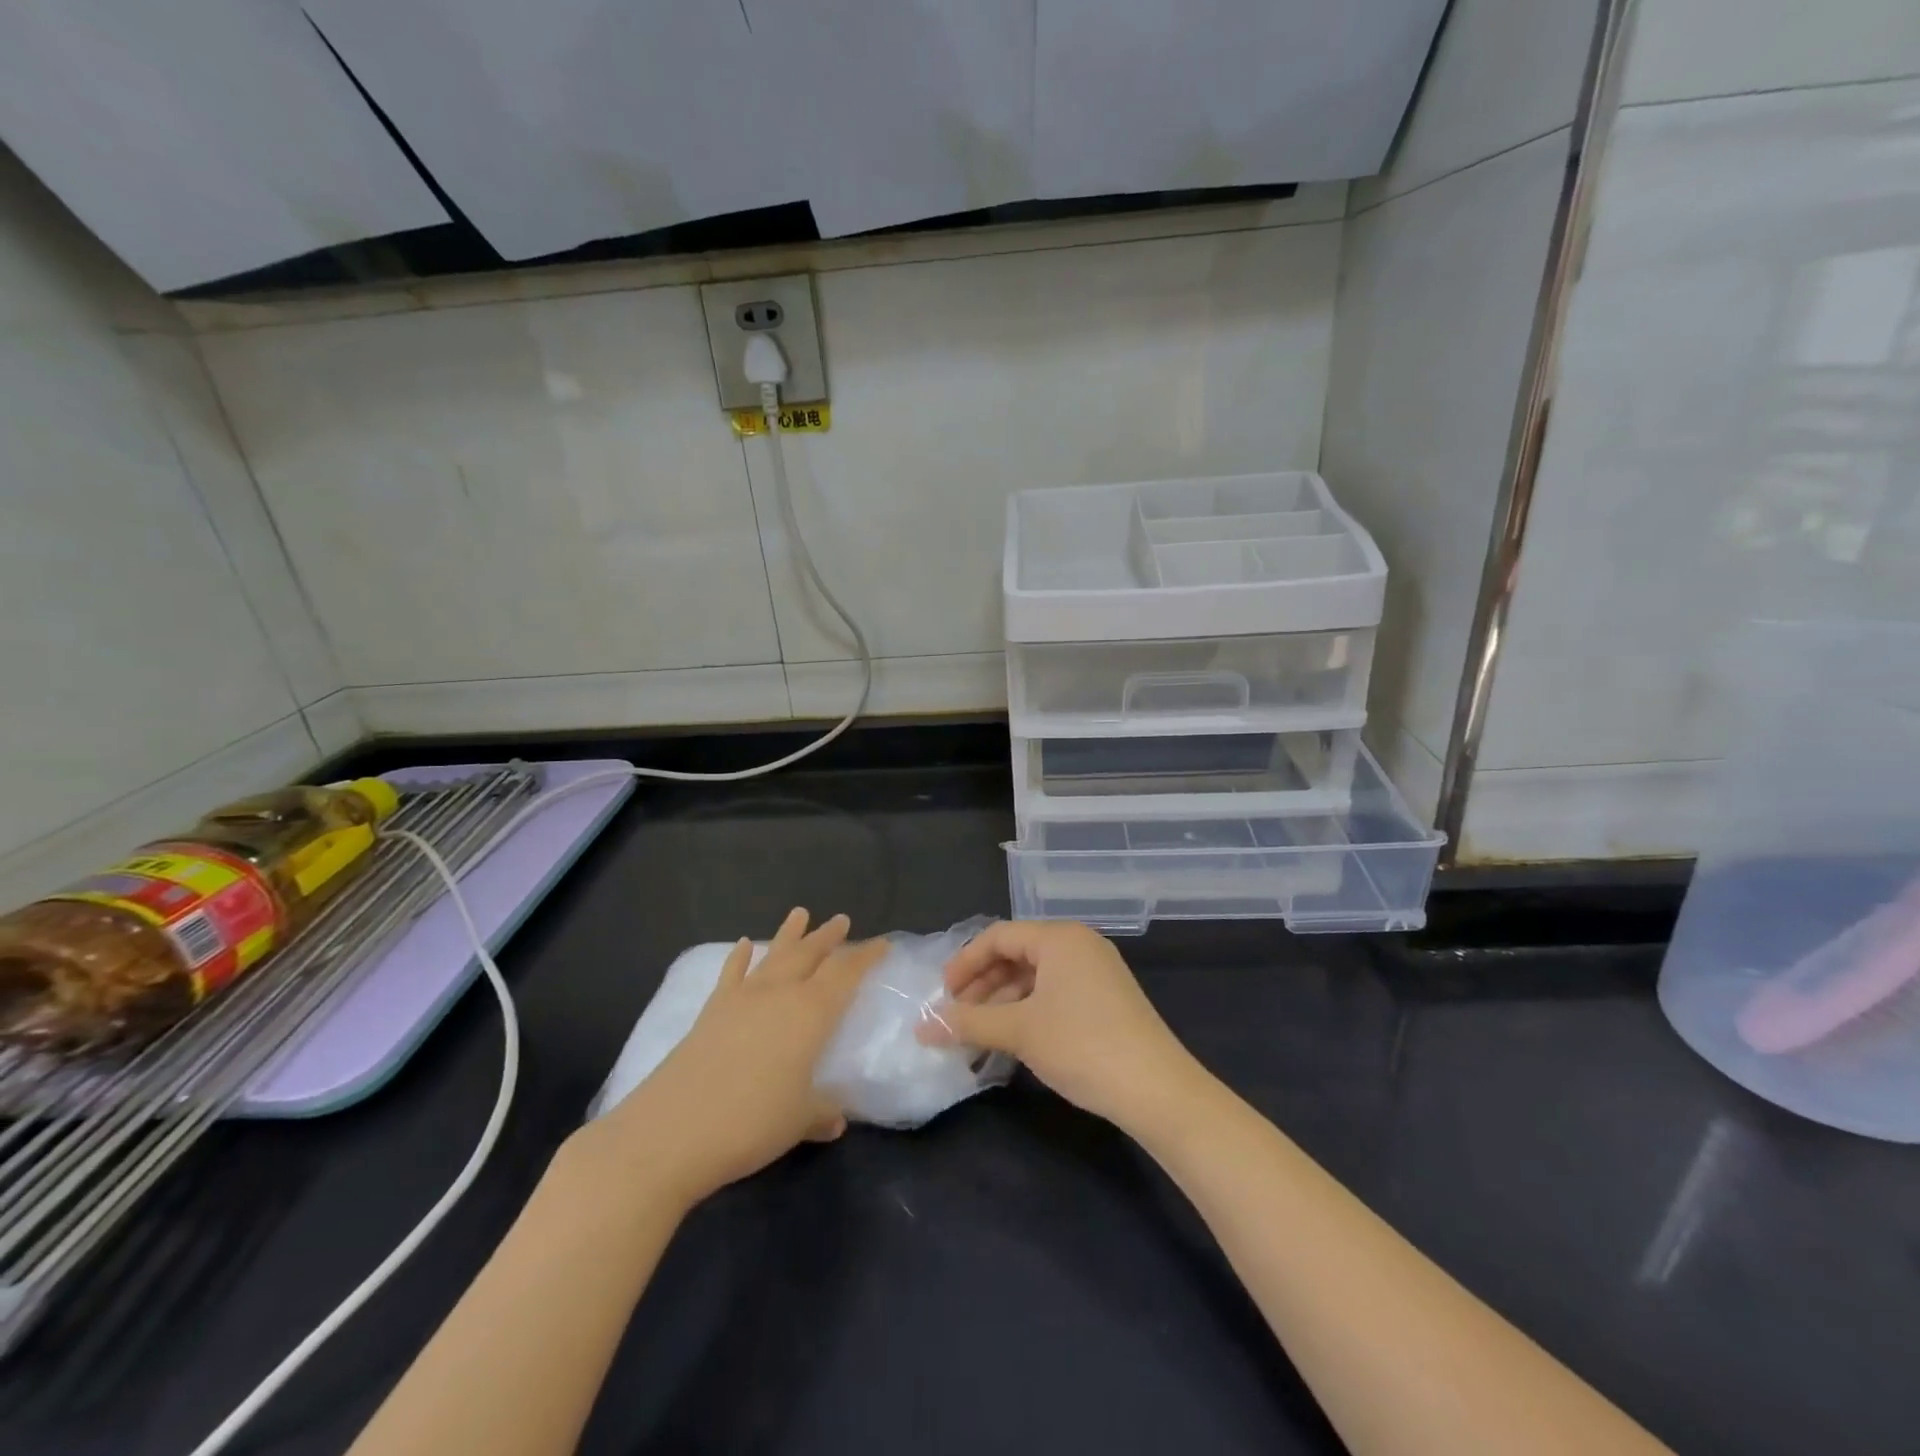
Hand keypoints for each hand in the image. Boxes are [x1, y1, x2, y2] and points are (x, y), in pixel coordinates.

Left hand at [576, 908, 885, 1210]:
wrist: (671, 1131)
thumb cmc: (750, 1123)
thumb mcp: (798, 1121)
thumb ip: (821, 1112)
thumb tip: (836, 1118)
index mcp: (811, 1014)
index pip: (845, 975)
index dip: (865, 957)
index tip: (882, 943)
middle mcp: (779, 995)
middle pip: (810, 955)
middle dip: (828, 937)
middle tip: (841, 920)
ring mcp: (742, 999)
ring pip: (773, 956)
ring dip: (788, 935)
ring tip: (800, 913)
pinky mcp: (711, 1011)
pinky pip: (730, 975)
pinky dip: (739, 958)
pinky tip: (743, 946)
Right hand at [916, 920, 1204, 1129]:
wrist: (1157, 1090)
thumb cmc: (1082, 1045)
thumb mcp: (1019, 1031)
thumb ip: (968, 1023)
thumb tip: (922, 1027)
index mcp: (1059, 937)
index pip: (998, 936)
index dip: (964, 963)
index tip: (941, 996)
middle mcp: (1079, 945)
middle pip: (1016, 955)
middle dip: (982, 986)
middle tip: (956, 1018)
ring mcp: (1096, 972)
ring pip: (1035, 977)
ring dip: (1002, 1003)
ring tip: (978, 1037)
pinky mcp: (1106, 999)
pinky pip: (1054, 994)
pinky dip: (1028, 1012)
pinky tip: (1012, 1042)